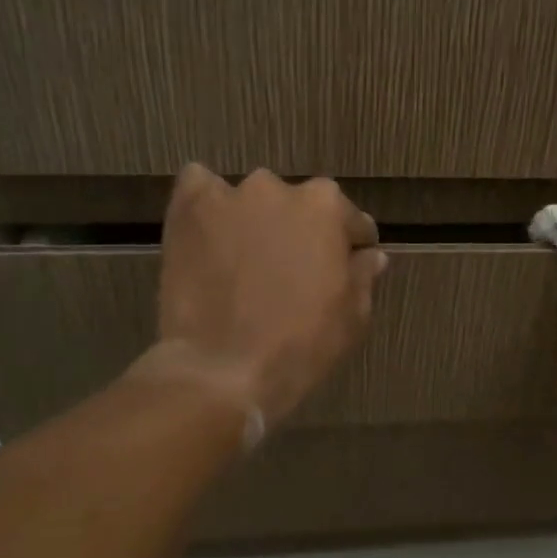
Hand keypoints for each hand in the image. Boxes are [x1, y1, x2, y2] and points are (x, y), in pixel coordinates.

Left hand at [138, 165, 385, 427]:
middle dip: (301, 233)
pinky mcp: (186, 210)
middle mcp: (279, 189)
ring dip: (255, 221)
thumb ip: (362, 276)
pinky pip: (199, 190)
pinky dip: (209, 207)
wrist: (221, 368)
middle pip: (299, 207)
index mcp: (326, 207)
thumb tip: (369, 256)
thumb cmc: (300, 345)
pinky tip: (210, 235)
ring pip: (251, 201)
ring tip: (247, 260)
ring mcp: (228, 196)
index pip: (350, 221)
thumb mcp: (352, 317)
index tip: (347, 269)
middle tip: (293, 272)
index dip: (351, 248)